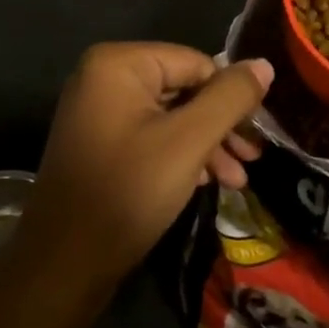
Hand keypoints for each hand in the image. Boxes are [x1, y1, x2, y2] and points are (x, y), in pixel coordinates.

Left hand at [14, 43, 273, 289]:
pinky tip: (205, 182)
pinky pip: (150, 134)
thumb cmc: (129, 191)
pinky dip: (180, 154)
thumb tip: (264, 64)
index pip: (196, 63)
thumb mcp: (189, 141)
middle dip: (220, 125)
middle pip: (183, 88)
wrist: (64, 264)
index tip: (258, 134)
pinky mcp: (99, 142)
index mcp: (118, 63)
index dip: (231, 97)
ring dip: (206, 144)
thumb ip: (230, 98)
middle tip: (253, 159)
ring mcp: (98, 111)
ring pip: (170, 115)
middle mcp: (103, 77)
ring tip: (237, 180)